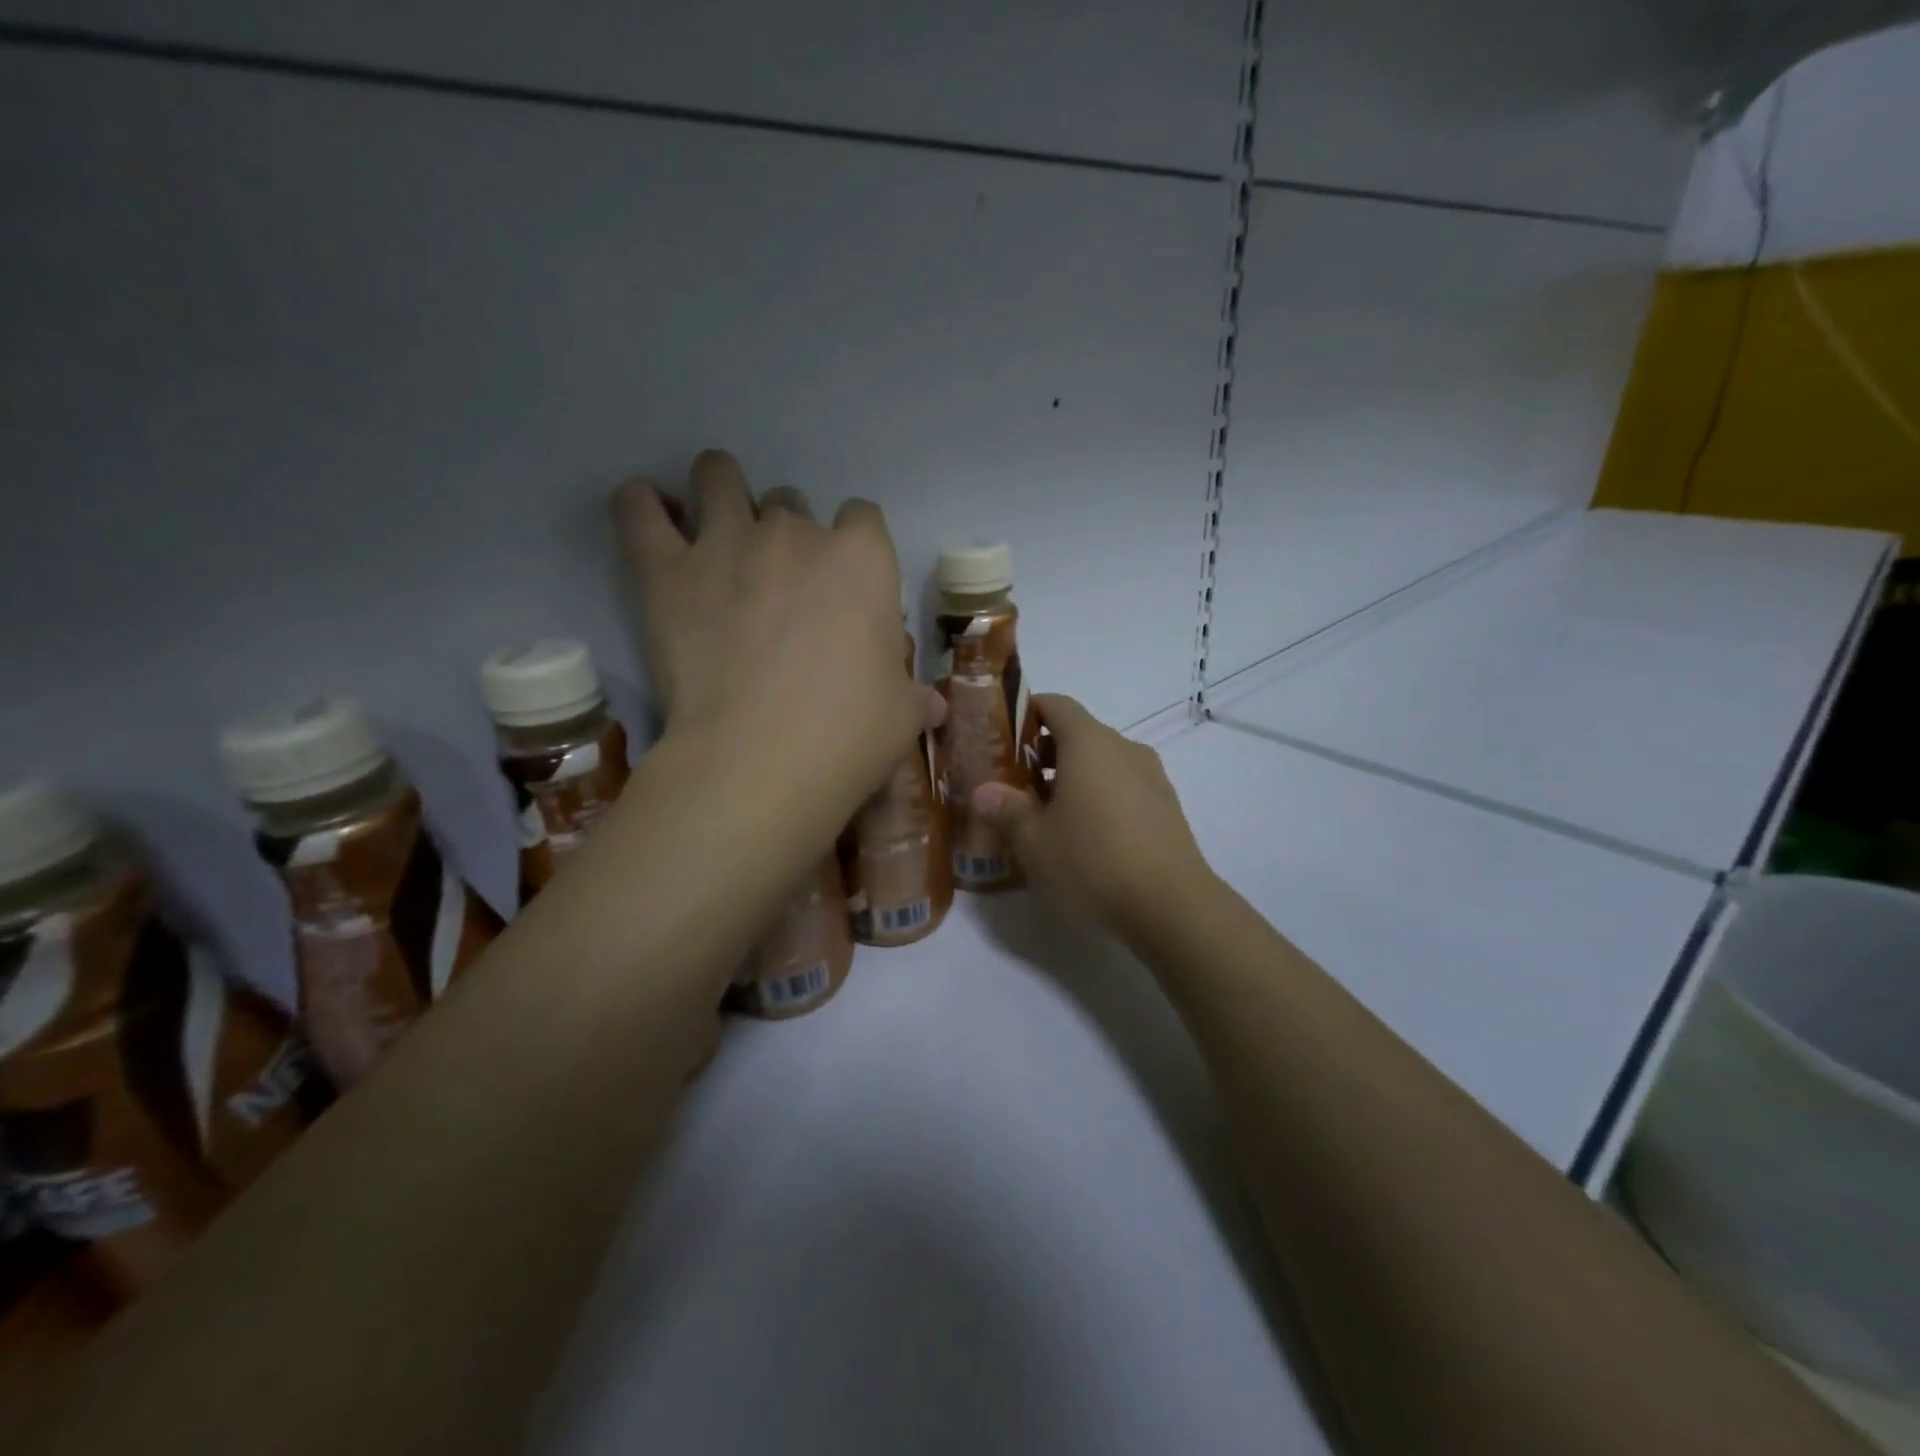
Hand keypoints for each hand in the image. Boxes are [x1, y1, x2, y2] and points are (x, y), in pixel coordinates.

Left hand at [612, 451, 934, 828]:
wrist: (762, 760)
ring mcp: (727, 543)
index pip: (863, 517)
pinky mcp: (666, 571)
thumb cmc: (849, 734)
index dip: (854, 545)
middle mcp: (796, 533)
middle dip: (788, 532)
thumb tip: (932, 706)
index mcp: (862, 559)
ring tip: (715, 528)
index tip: (846, 583)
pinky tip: (649, 514)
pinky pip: (637, 510)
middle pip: (791, 502)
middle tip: (779, 583)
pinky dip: (641, 506)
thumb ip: (912, 697)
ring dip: (719, 492)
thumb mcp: (901, 716)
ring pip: (718, 477)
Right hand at [970, 694, 1212, 941]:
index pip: (1056, 704)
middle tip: (1015, 785)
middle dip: (1044, 754)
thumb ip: (1006, 810)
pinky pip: (1123, 787)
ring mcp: (1151, 777)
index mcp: (1089, 743)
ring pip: (1103, 763)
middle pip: (1079, 734)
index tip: (1002, 736)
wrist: (1172, 906)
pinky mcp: (1167, 807)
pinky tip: (1084, 837)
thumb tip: (983, 792)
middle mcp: (1123, 748)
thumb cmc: (1092, 862)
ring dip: (1072, 779)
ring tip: (1046, 816)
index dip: (1027, 712)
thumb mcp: (1034, 841)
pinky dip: (1099, 798)